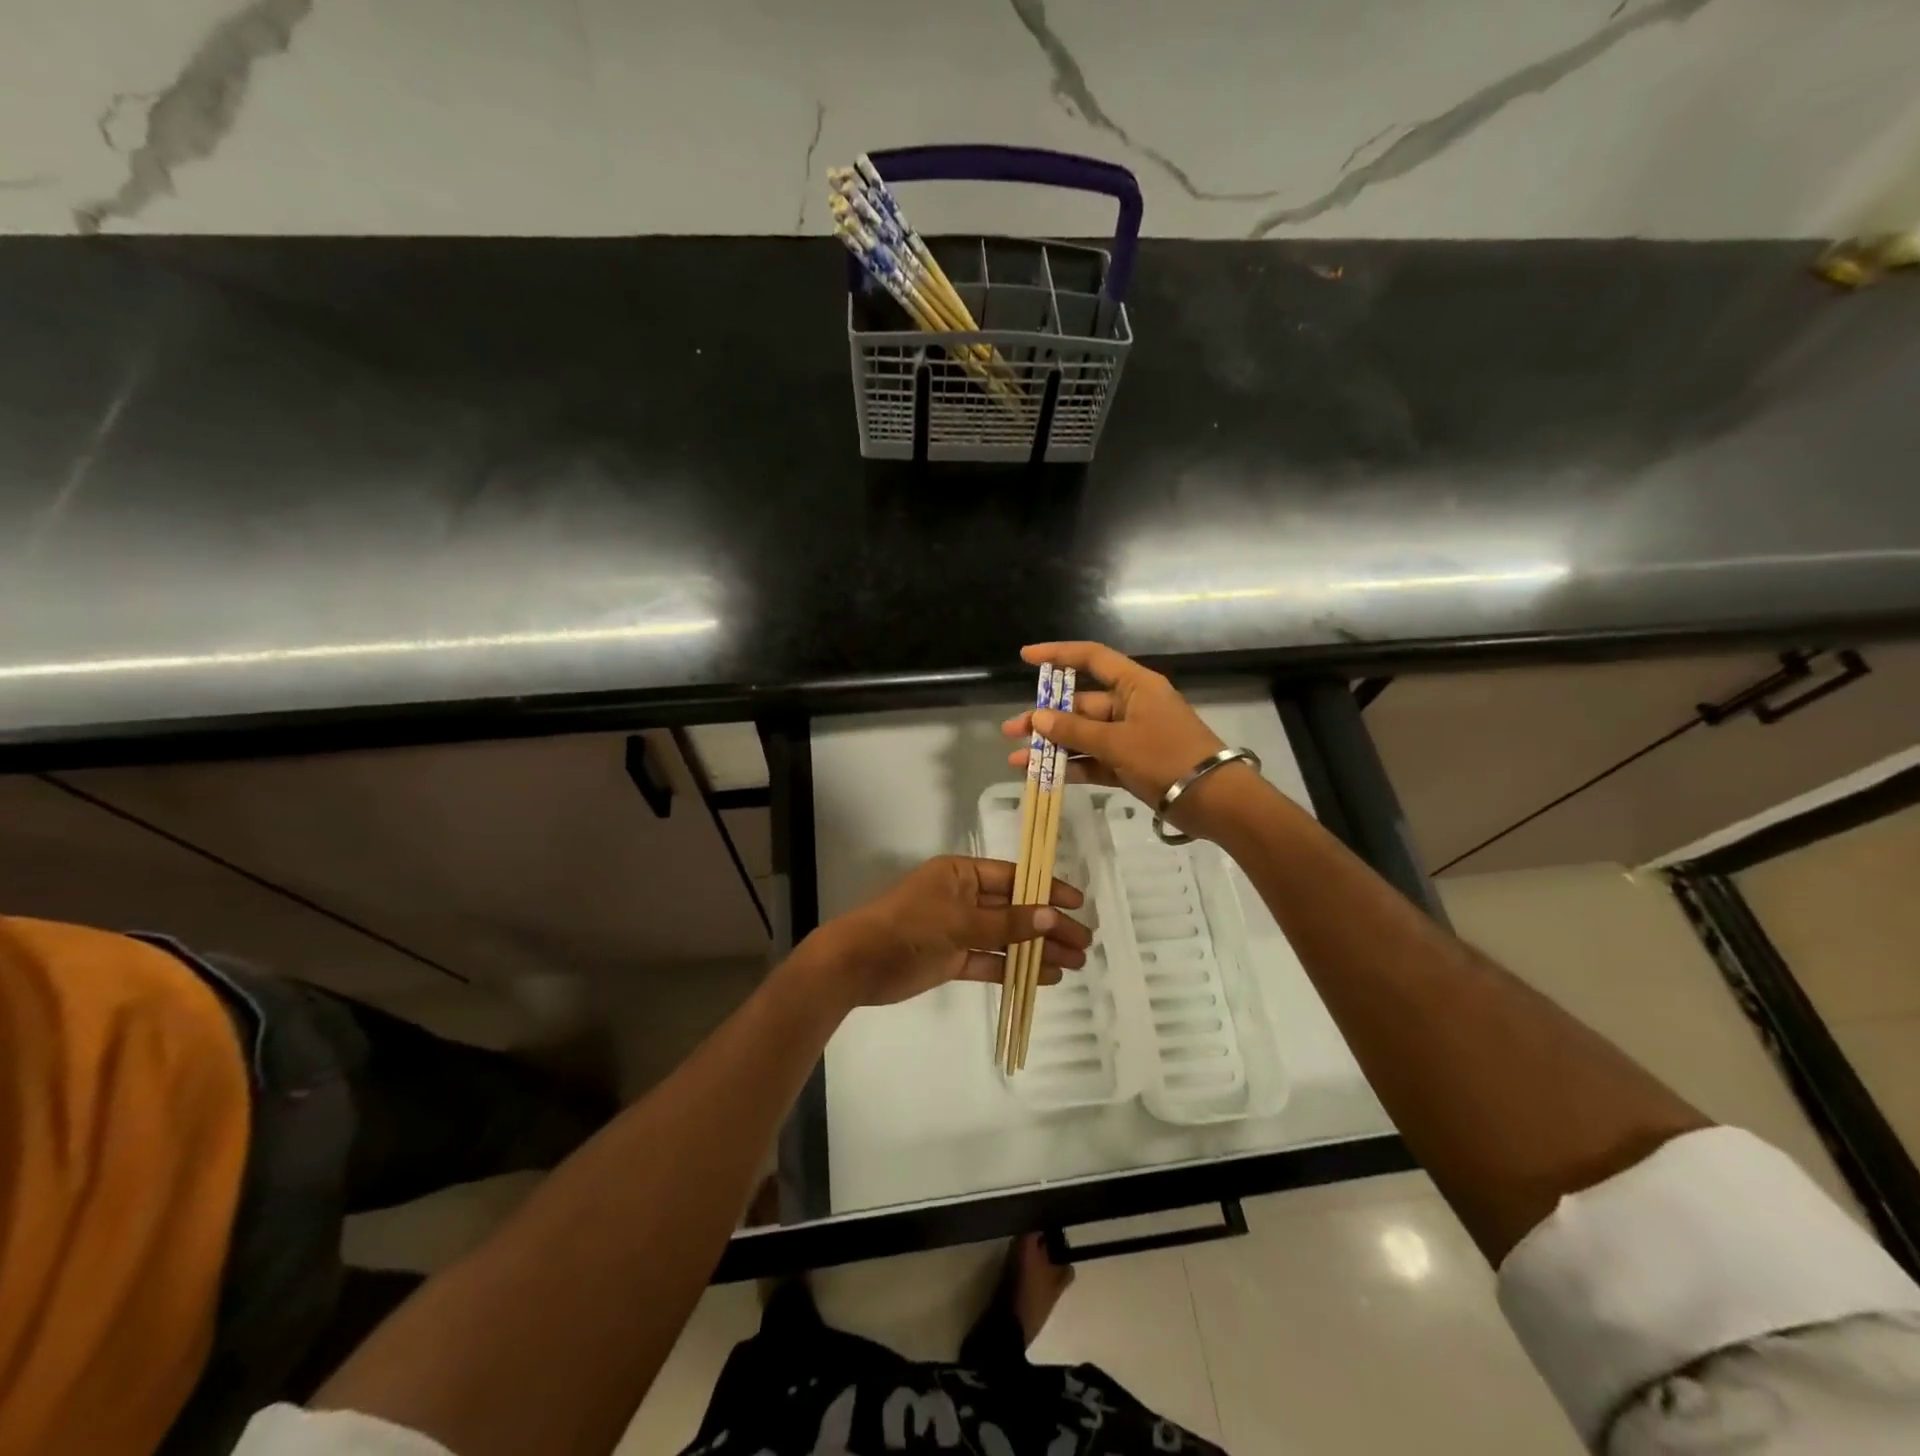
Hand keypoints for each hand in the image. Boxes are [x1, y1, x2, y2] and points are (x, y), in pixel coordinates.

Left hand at [820, 855, 1089, 1007]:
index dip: (1046, 889)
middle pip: (1014, 909)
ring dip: (1037, 949)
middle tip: (1084, 942)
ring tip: (1075, 963)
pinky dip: (1014, 968)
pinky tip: (1045, 977)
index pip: (1014, 877)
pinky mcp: (952, 958)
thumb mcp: (960, 921)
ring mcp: (957, 929)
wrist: (858, 964)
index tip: (1077, 904)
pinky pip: (990, 961)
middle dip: (1048, 925)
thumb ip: (1007, 923)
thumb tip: (1052, 915)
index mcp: (962, 874)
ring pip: (1006, 938)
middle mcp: (963, 897)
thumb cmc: (910, 927)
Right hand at [1002, 642, 1263, 839]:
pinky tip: (1044, 777)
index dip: (1058, 654)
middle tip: (1012, 730)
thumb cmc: (1167, 757)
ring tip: (1018, 760)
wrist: (1214, 800)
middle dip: (1045, 718)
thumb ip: (1074, 731)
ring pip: (1084, 736)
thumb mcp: (1117, 742)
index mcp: (1135, 685)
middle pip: (1081, 704)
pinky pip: (1095, 760)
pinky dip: (1072, 767)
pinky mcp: (1132, 765)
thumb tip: (1038, 718)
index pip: (1091, 658)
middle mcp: (1131, 706)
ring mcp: (1131, 737)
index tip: (1026, 657)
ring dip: (1053, 747)